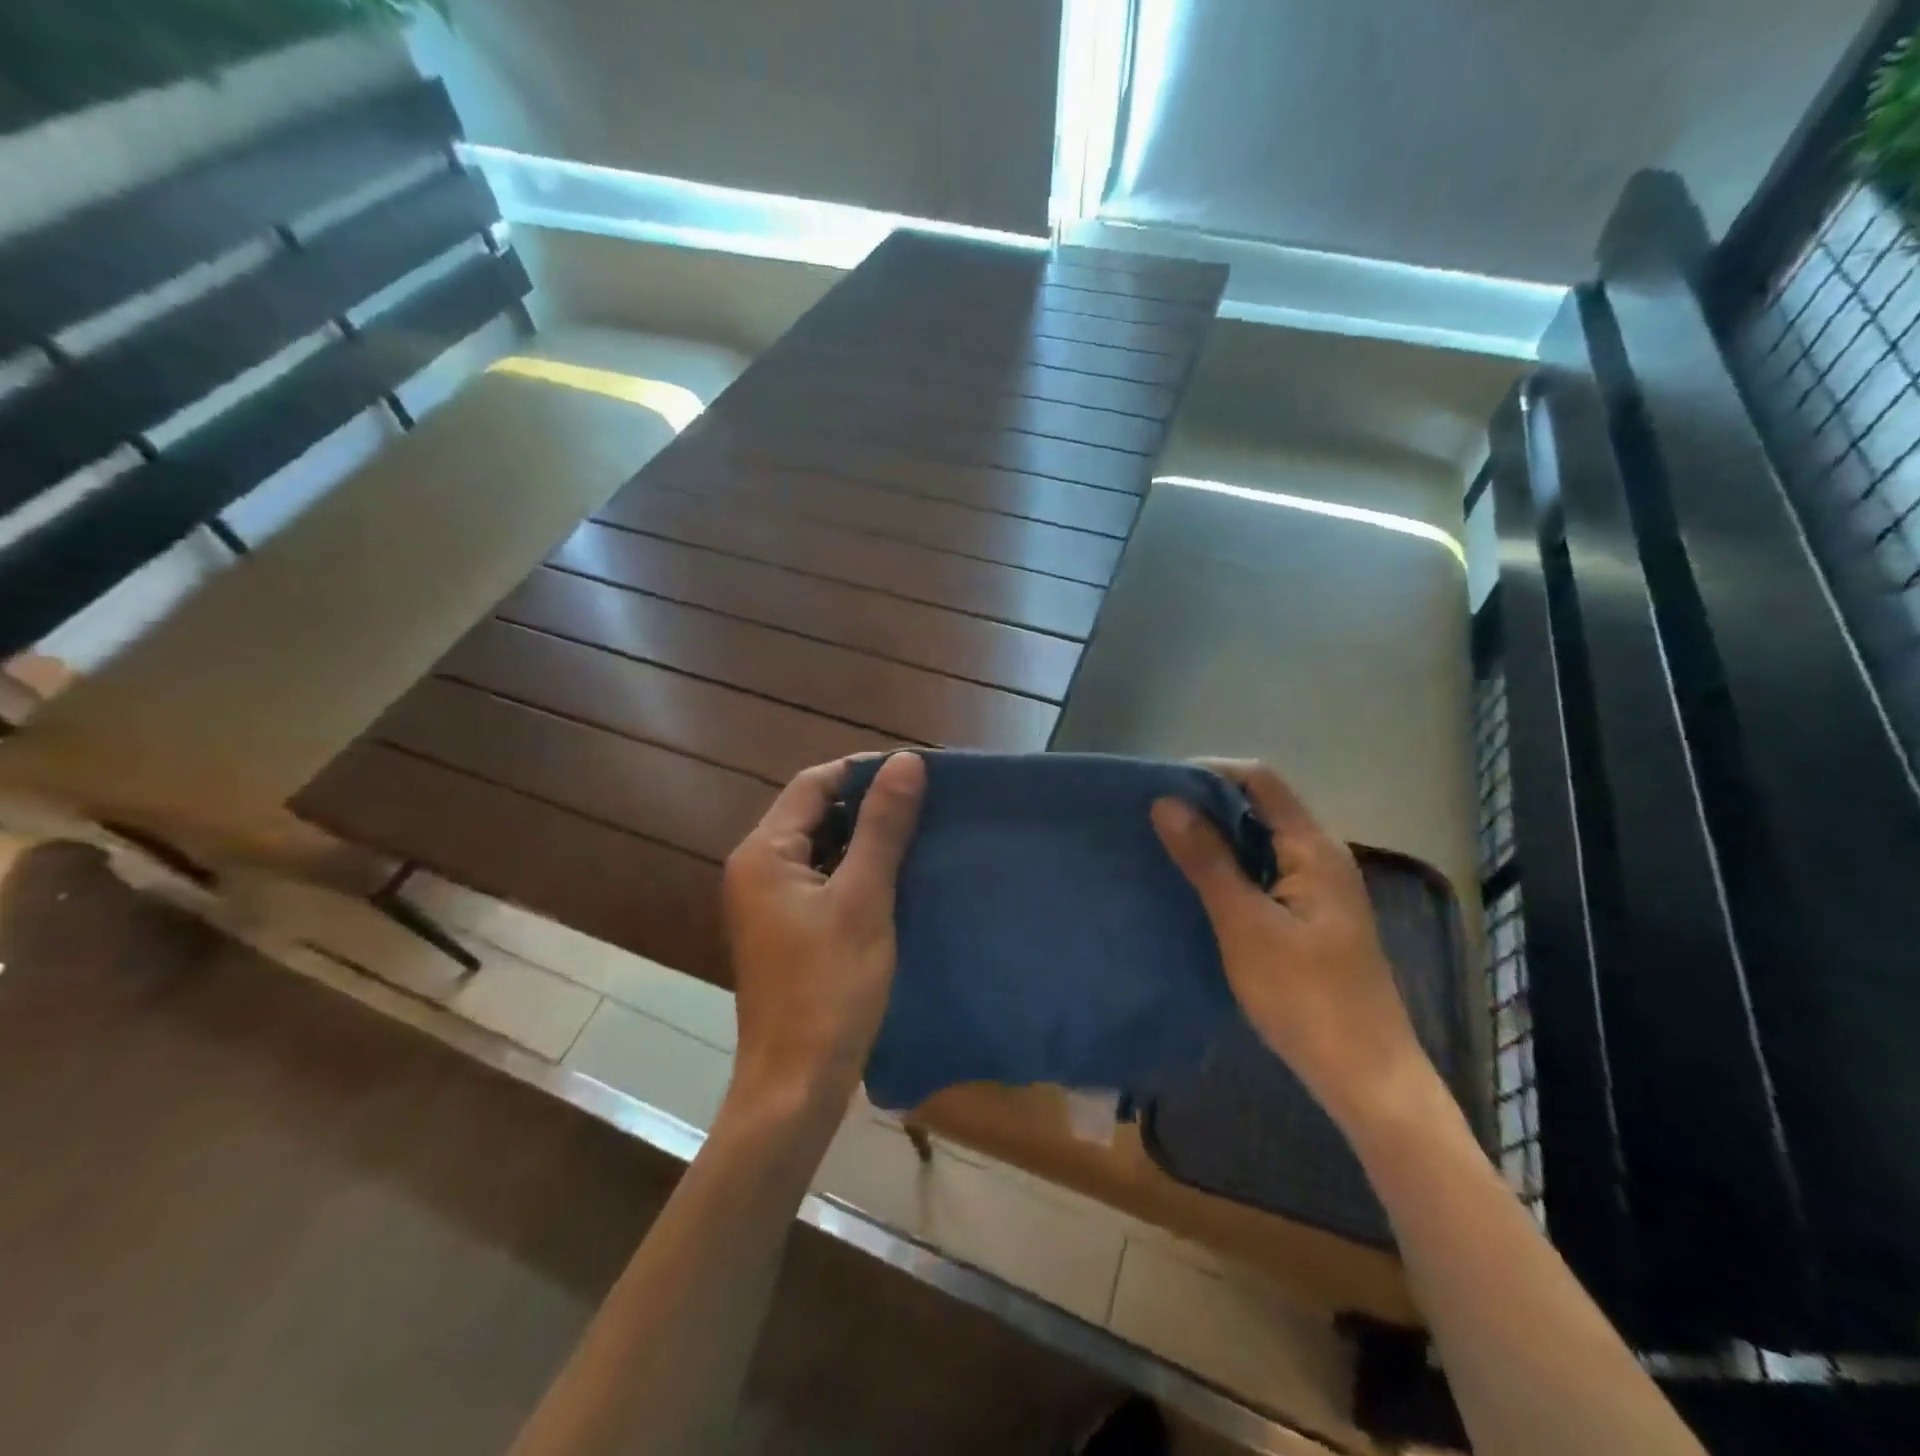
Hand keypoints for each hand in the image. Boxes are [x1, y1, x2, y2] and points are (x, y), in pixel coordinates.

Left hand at [721, 753, 925, 1118]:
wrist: (796, 1084)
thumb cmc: (829, 987)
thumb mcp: (863, 899)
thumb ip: (882, 827)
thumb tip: (906, 761)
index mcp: (763, 853)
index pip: (814, 784)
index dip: (864, 771)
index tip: (916, 772)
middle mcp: (756, 869)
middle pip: (814, 813)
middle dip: (867, 804)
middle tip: (924, 803)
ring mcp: (768, 901)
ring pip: (821, 848)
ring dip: (865, 838)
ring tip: (919, 834)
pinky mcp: (785, 929)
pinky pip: (822, 880)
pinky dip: (856, 871)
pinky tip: (897, 877)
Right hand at [1151, 759, 1430, 1132]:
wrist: (1366, 1076)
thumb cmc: (1304, 996)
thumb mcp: (1245, 924)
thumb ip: (1207, 860)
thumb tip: (1165, 802)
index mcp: (1313, 848)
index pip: (1260, 781)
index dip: (1210, 773)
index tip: (1161, 787)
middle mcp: (1322, 857)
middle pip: (1262, 808)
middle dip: (1208, 805)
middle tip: (1153, 818)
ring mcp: (1321, 889)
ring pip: (1262, 842)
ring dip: (1218, 839)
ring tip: (1166, 847)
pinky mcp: (1314, 918)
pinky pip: (1267, 873)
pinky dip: (1232, 869)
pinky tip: (1200, 887)